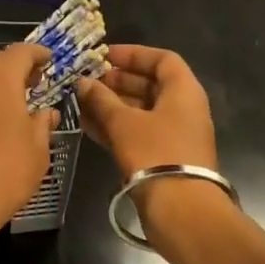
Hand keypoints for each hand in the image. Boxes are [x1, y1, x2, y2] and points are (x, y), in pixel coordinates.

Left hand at [0, 43, 58, 250]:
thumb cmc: (4, 174)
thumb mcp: (37, 151)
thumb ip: (42, 125)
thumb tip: (46, 113)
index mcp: (0, 82)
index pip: (19, 52)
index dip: (37, 53)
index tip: (51, 60)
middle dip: (16, 64)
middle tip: (37, 80)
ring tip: (21, 101)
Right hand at [75, 44, 217, 178]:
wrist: (180, 208)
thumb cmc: (155, 153)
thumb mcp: (123, 122)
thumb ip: (101, 99)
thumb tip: (83, 82)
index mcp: (183, 91)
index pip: (162, 59)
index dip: (133, 54)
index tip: (104, 56)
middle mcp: (183, 109)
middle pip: (150, 85)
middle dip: (117, 81)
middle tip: (88, 81)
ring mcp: (174, 134)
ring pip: (141, 111)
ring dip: (112, 105)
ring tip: (81, 102)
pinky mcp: (164, 157)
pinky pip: (138, 132)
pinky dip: (116, 126)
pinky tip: (88, 126)